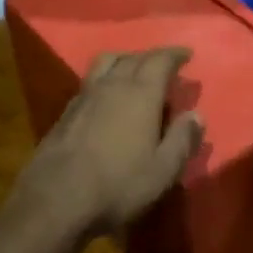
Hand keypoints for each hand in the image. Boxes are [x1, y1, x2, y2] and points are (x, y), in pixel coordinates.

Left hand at [10, 47, 203, 242]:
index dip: (174, 54)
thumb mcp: (162, 171)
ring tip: (134, 70)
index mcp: (140, 93)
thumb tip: (196, 115)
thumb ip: (182, 140)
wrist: (55, 198)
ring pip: (107, 62)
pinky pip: (90, 79)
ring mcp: (85, 94)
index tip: (186, 53)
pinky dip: (105, 77)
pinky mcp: (67, 110)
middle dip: (152, 57)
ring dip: (125, 60)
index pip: (160, 60)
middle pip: (133, 57)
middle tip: (165, 65)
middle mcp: (112, 84)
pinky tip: (106, 95)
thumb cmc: (117, 185)